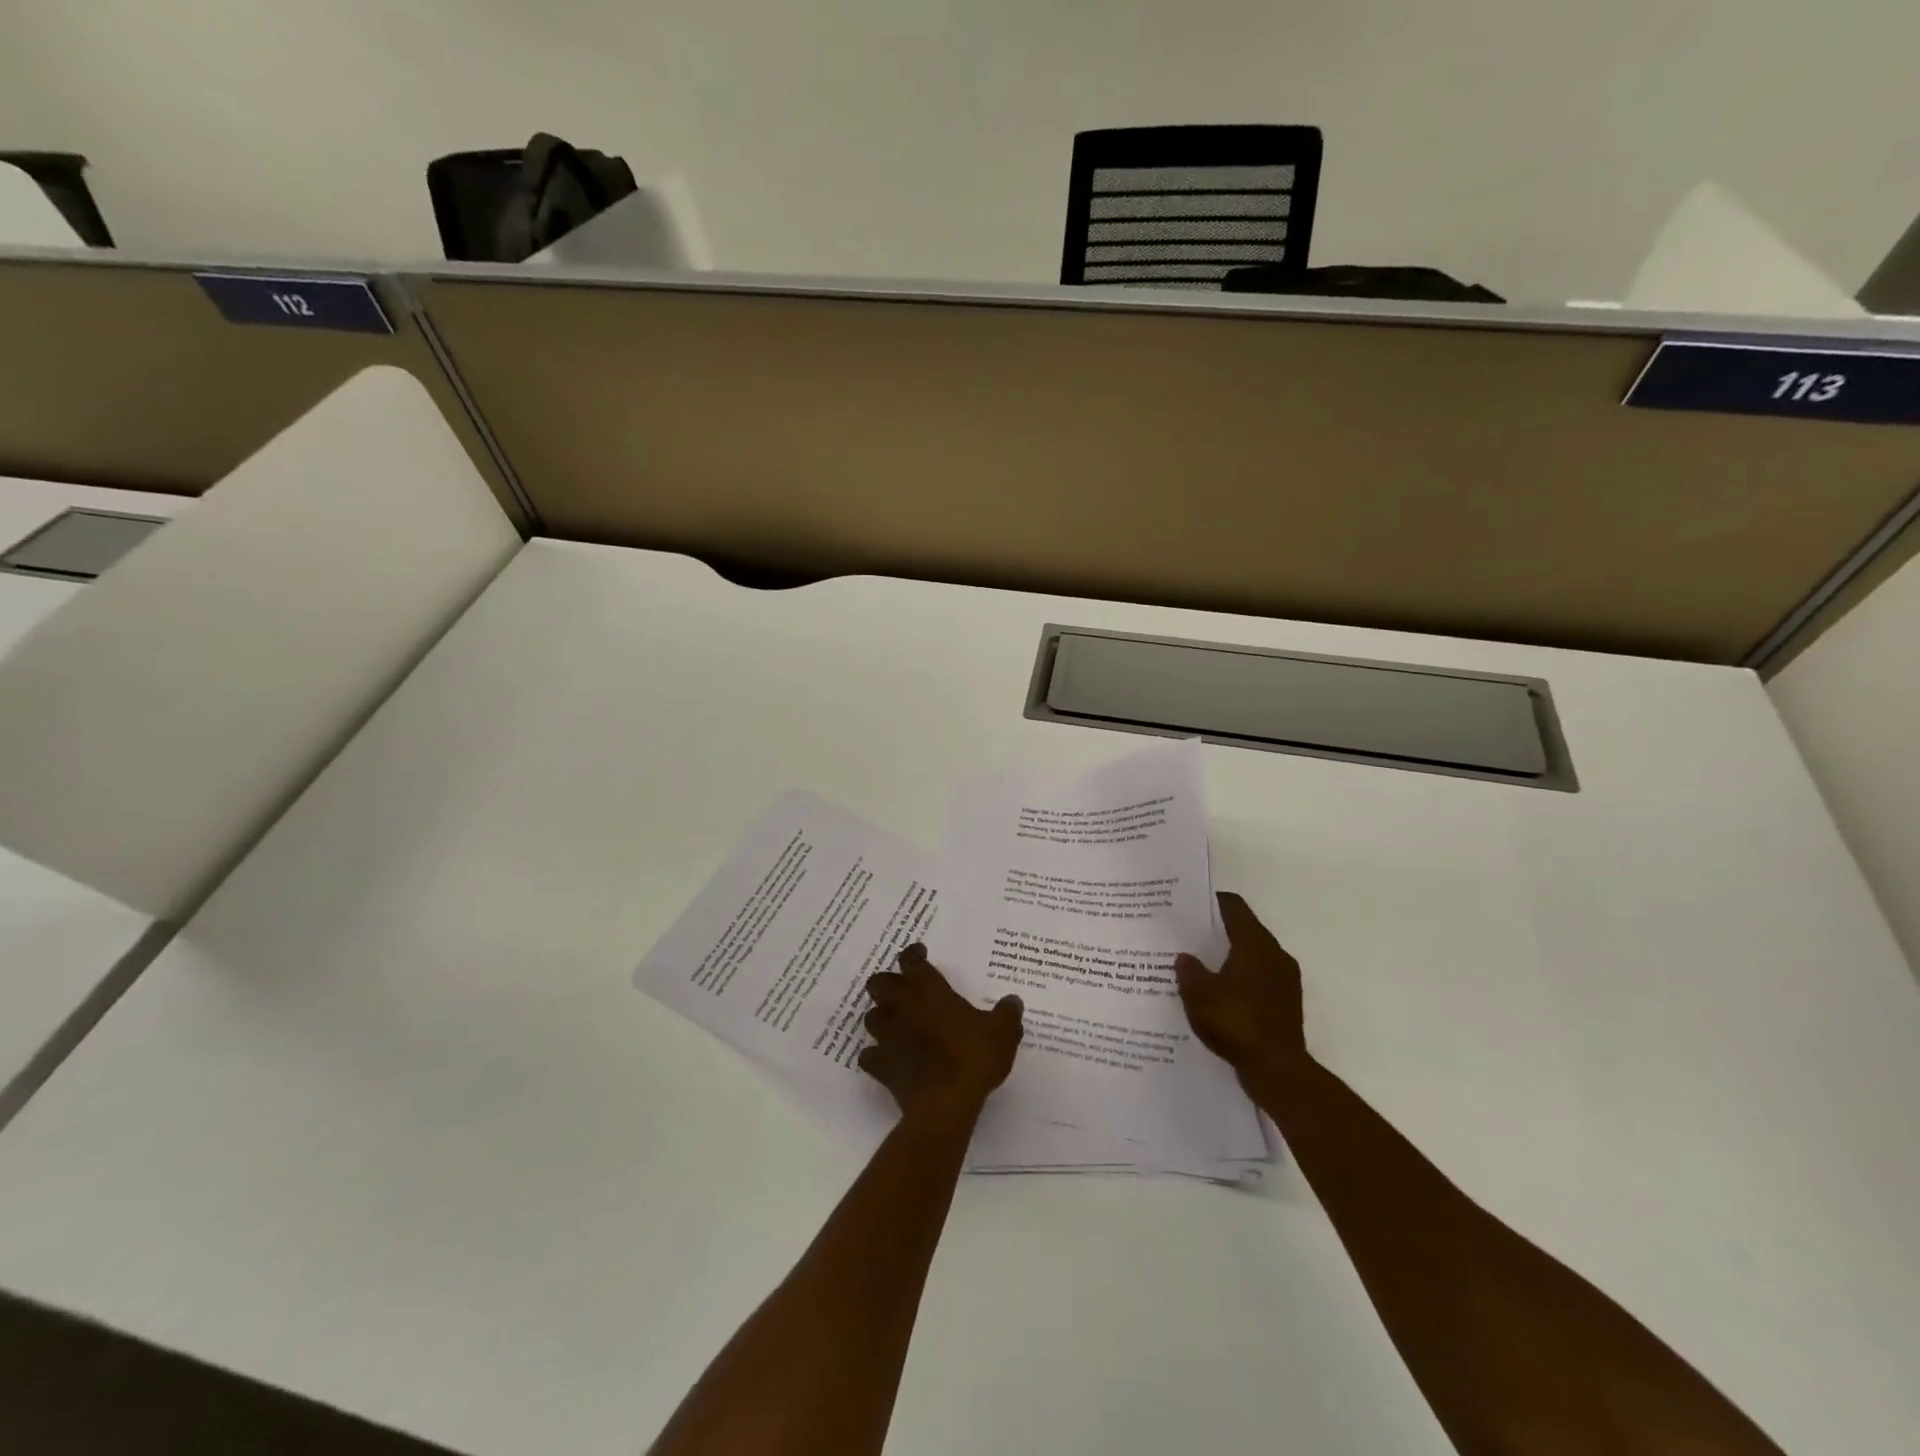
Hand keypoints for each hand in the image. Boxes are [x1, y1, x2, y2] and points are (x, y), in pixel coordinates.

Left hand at [861, 945, 1023, 1122]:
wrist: (945, 1104)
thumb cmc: (973, 1057)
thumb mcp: (1003, 1032)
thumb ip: (1007, 1013)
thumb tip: (1013, 1001)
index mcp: (929, 990)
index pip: (911, 961)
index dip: (913, 954)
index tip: (920, 954)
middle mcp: (902, 1007)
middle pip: (879, 983)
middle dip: (887, 983)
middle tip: (903, 989)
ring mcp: (887, 1037)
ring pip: (870, 1017)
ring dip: (880, 1017)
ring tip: (895, 1023)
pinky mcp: (881, 1067)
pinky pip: (869, 1056)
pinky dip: (875, 1055)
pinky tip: (886, 1059)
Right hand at [1175, 892, 1306, 1077]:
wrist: (1277, 1069)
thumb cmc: (1236, 1022)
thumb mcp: (1199, 995)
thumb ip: (1189, 971)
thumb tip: (1186, 957)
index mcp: (1254, 945)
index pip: (1234, 907)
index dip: (1211, 901)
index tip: (1189, 904)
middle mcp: (1275, 955)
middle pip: (1245, 929)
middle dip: (1218, 929)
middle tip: (1189, 933)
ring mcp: (1285, 980)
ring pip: (1253, 955)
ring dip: (1230, 955)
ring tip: (1201, 963)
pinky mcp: (1286, 1002)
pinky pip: (1260, 977)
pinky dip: (1240, 977)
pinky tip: (1220, 992)